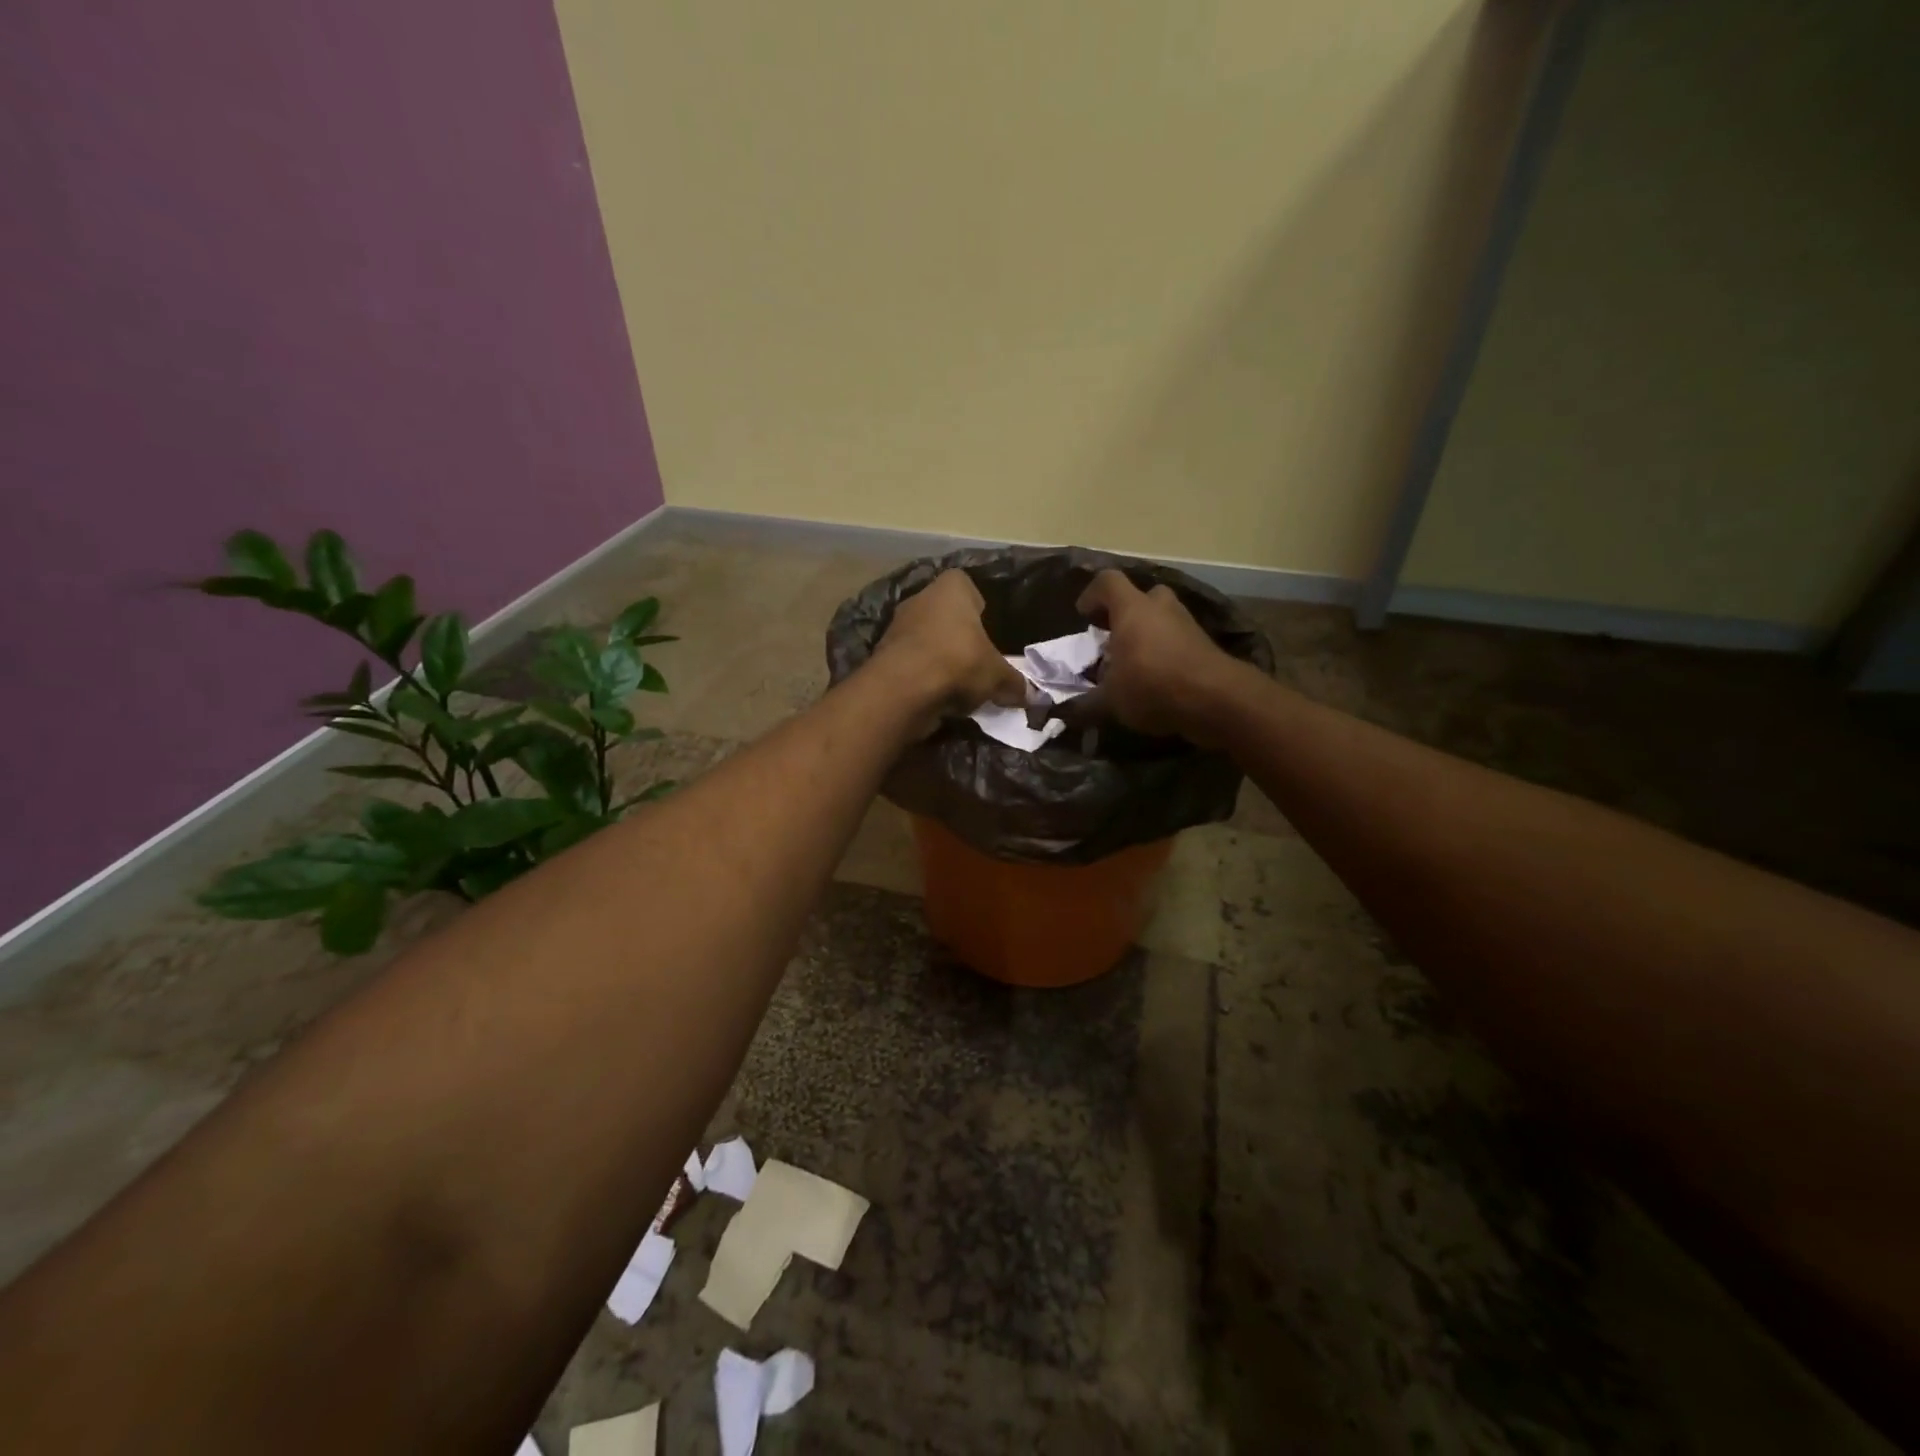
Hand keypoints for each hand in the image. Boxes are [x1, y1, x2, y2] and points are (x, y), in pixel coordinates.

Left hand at [871, 569, 1027, 732]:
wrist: (902, 690)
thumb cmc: (958, 662)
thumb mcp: (998, 676)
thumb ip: (1015, 683)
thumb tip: (1034, 697)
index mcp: (951, 588)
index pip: (968, 586)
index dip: (980, 607)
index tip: (989, 631)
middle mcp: (921, 598)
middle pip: (946, 615)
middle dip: (960, 637)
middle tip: (978, 662)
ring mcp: (898, 626)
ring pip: (928, 640)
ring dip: (941, 658)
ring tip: (960, 684)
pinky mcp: (884, 655)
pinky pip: (913, 662)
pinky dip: (924, 676)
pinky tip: (938, 697)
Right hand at [1065, 570, 1244, 743]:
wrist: (1216, 699)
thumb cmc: (1152, 686)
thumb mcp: (1109, 701)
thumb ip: (1084, 704)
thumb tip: (1063, 714)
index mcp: (1132, 609)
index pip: (1108, 582)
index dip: (1092, 595)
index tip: (1083, 615)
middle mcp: (1161, 608)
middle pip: (1140, 597)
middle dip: (1124, 614)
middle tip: (1112, 638)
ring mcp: (1187, 624)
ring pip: (1162, 619)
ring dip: (1147, 635)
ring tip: (1133, 664)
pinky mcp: (1205, 645)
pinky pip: (1177, 641)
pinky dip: (1165, 653)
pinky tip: (1156, 679)